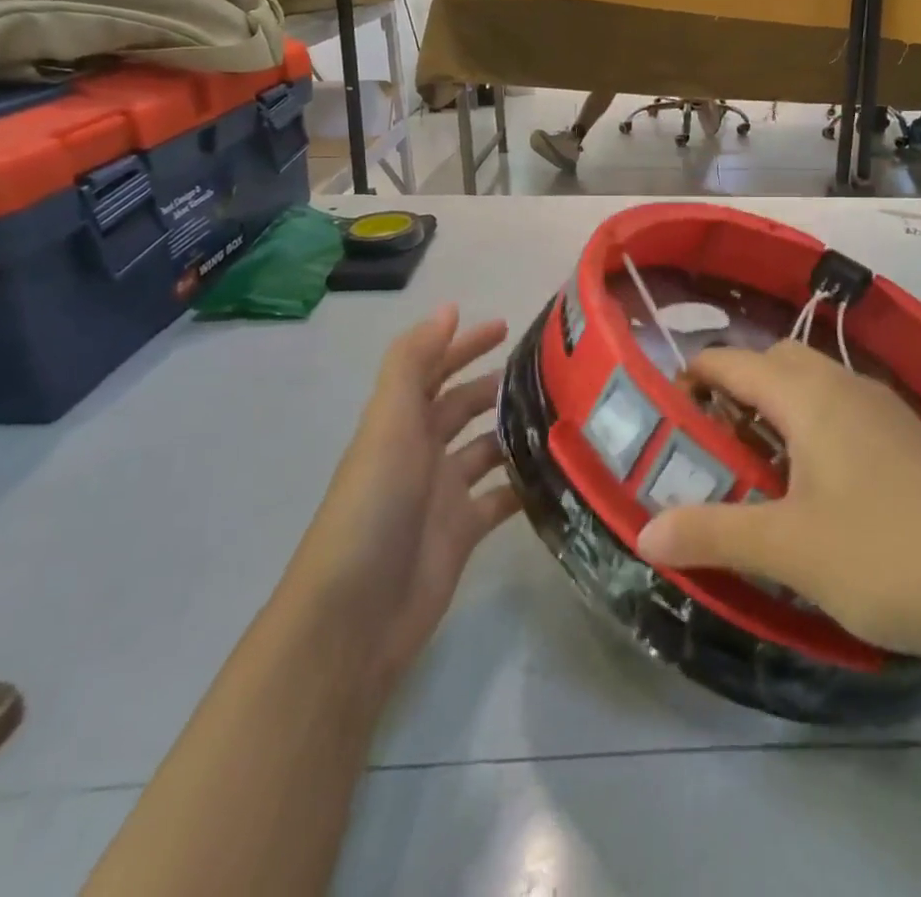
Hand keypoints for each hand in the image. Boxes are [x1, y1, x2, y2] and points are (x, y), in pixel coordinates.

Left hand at [288, 305, 519, 699]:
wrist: (357, 613)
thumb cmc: (374, 505)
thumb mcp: (389, 423)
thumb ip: (414, 362)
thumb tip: (448, 307)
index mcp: (400, 423)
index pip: (434, 370)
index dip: (463, 344)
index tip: (506, 326)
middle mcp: (421, 452)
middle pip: (461, 407)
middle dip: (495, 384)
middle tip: (548, 370)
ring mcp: (443, 494)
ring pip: (485, 450)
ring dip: (515, 431)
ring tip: (562, 413)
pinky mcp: (464, 532)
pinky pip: (501, 498)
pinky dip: (524, 484)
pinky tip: (558, 471)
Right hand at [637, 341, 920, 669]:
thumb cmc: (888, 555)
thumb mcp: (790, 549)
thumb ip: (713, 534)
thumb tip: (644, 533)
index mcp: (809, 396)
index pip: (734, 361)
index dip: (693, 377)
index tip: (666, 412)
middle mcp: (846, 386)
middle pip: (776, 361)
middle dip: (738, 386)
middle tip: (714, 440)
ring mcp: (885, 410)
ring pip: (815, 383)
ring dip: (778, 406)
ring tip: (759, 466)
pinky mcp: (911, 439)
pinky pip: (844, 409)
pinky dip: (814, 425)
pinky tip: (819, 484)